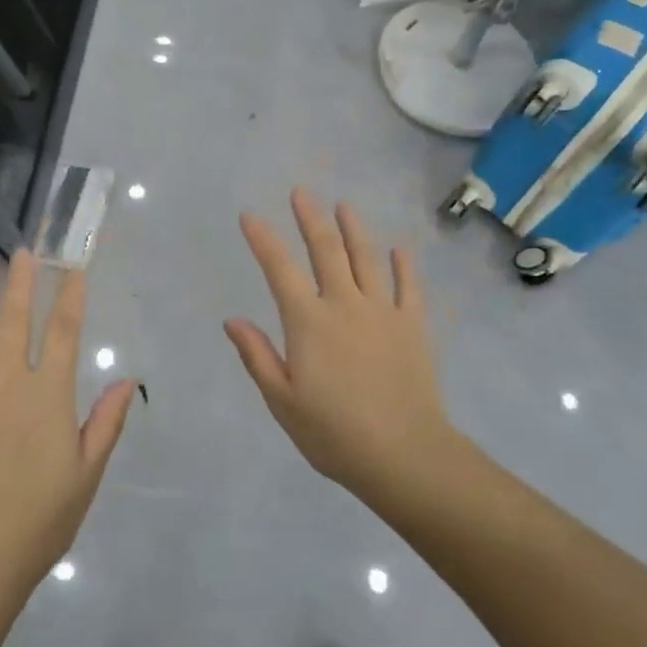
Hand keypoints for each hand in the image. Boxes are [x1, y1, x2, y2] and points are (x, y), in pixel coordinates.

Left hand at [0, 255, 135, 601]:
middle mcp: (7, 383)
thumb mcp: (86, 474)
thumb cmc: (39, 520)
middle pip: (16, 321)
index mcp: (49, 396)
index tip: (73, 269)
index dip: (71, 297)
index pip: (64, 333)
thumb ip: (106, 422)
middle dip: (21, 283)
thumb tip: (129, 380)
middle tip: (22, 252)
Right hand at [224, 189, 453, 498]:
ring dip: (354, 229)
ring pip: (367, 258)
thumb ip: (258, 356)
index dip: (263, 240)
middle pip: (326, 250)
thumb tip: (232, 320)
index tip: (250, 216)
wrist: (404, 454)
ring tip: (344, 205)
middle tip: (302, 192)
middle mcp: (345, 305)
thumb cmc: (334, 433)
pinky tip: (400, 248)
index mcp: (309, 322)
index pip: (280, 269)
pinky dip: (404, 265)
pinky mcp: (414, 326)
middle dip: (311, 218)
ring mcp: (384, 312)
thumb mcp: (282, 401)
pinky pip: (409, 287)